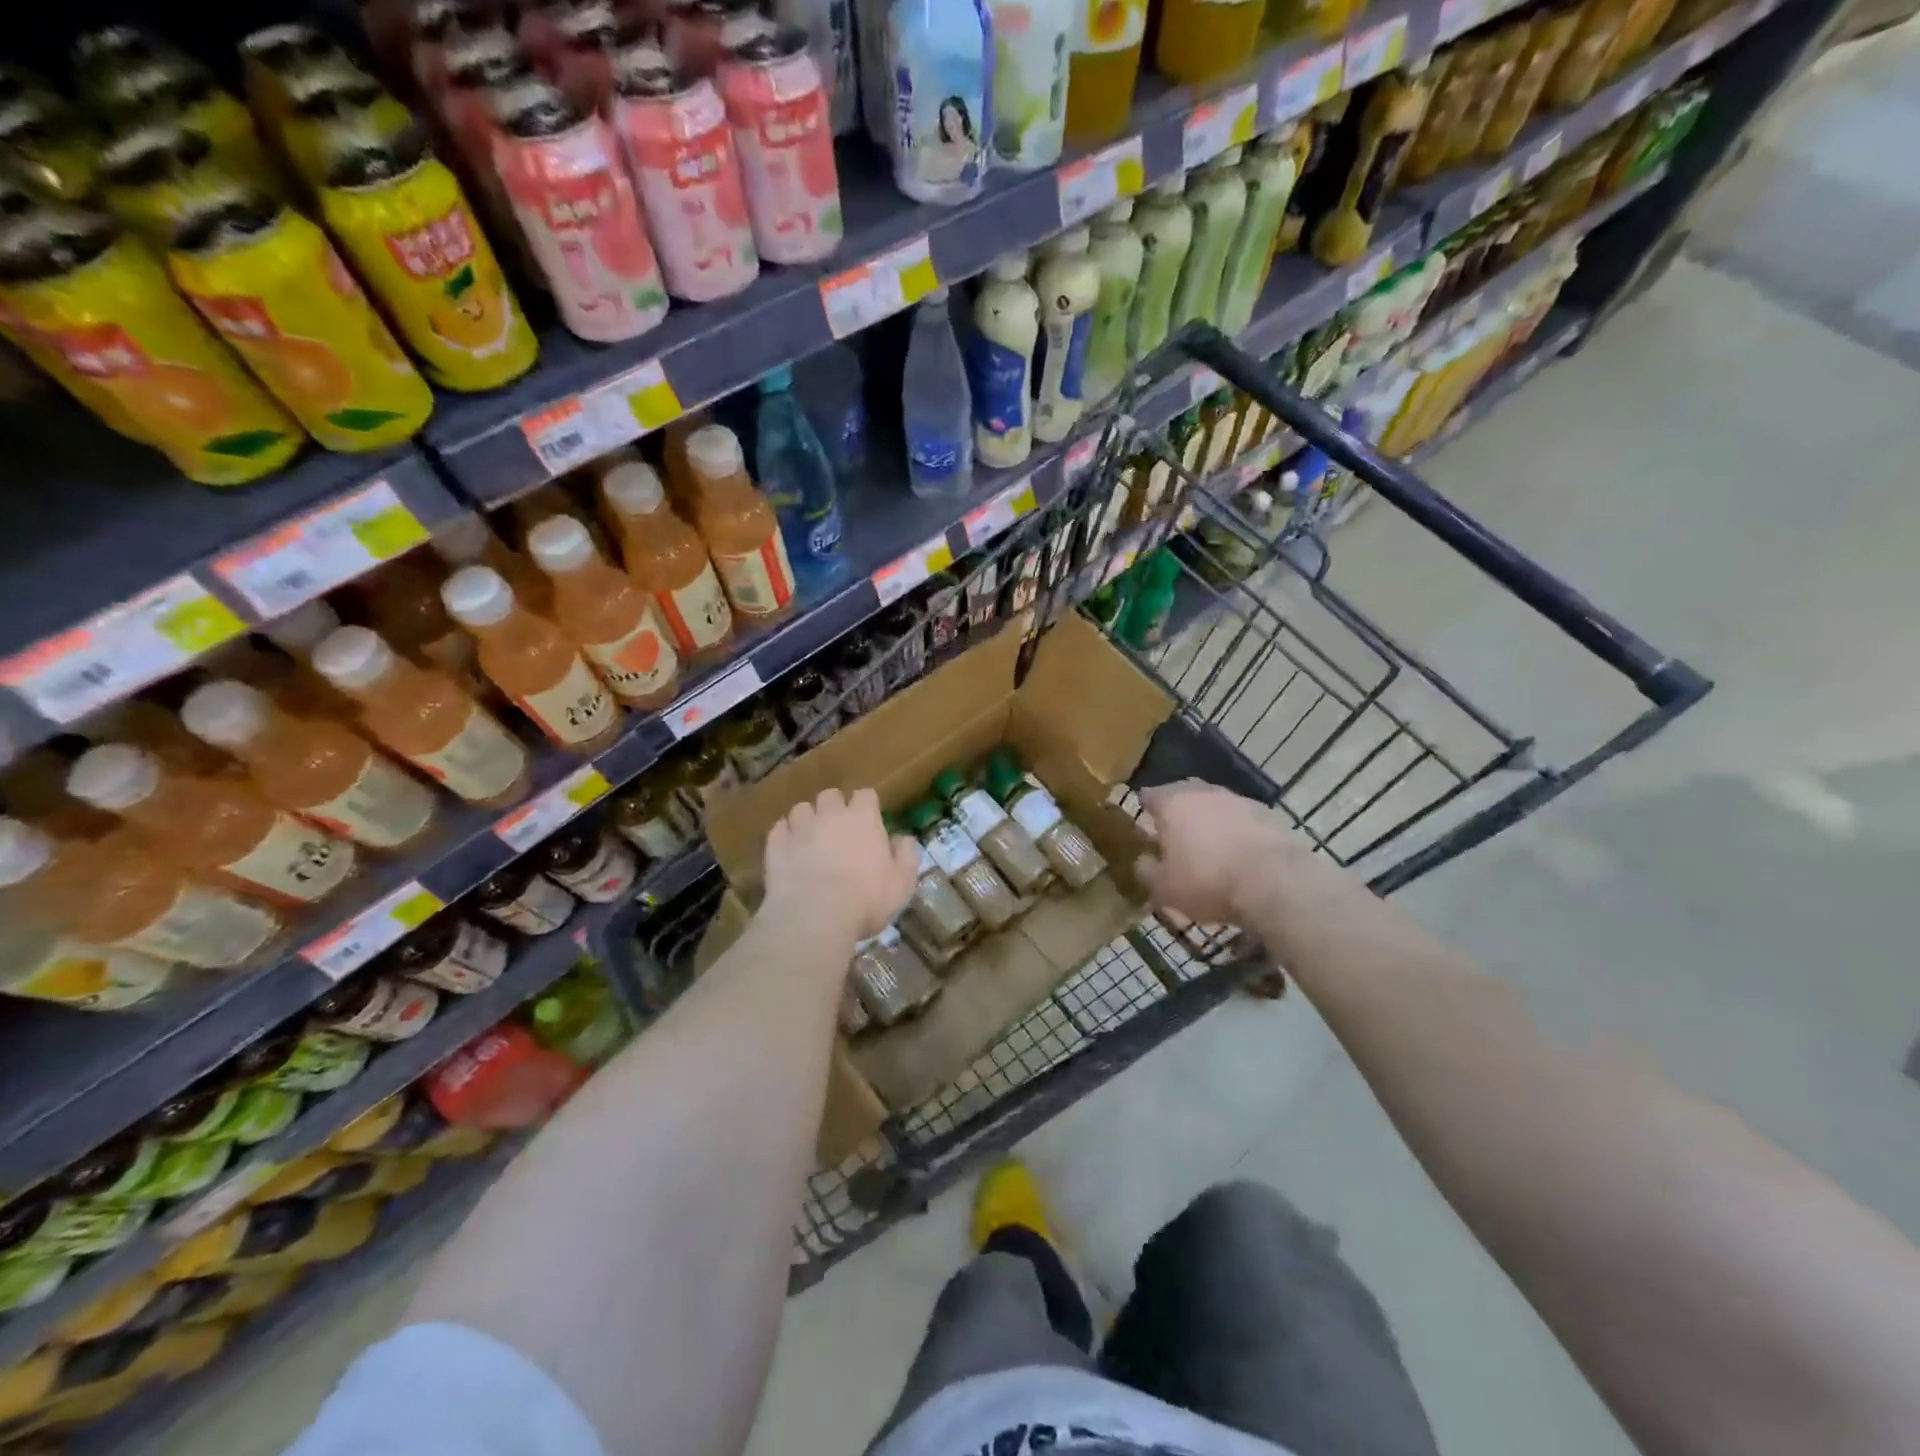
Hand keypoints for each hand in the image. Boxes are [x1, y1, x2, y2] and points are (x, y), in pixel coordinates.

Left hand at [762, 787, 918, 943]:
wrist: (815, 917)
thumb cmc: (867, 900)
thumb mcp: (902, 883)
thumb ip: (906, 856)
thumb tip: (904, 838)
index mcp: (863, 818)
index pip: (865, 794)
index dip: (866, 805)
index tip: (869, 819)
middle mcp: (830, 815)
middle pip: (830, 795)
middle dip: (834, 807)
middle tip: (838, 829)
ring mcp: (800, 828)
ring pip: (801, 809)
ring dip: (807, 819)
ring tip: (810, 838)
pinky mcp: (775, 845)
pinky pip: (778, 829)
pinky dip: (784, 836)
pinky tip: (789, 851)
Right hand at [1133, 780, 1308, 925]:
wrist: (1276, 881)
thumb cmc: (1207, 880)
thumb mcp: (1164, 888)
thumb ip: (1146, 871)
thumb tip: (1143, 861)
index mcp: (1172, 803)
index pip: (1150, 795)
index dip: (1145, 809)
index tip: (1145, 825)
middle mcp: (1203, 792)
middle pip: (1184, 795)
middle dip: (1179, 812)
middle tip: (1175, 836)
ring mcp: (1239, 800)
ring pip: (1216, 806)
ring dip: (1211, 822)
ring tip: (1210, 848)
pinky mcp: (1269, 814)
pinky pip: (1243, 820)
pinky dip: (1237, 832)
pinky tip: (1240, 855)